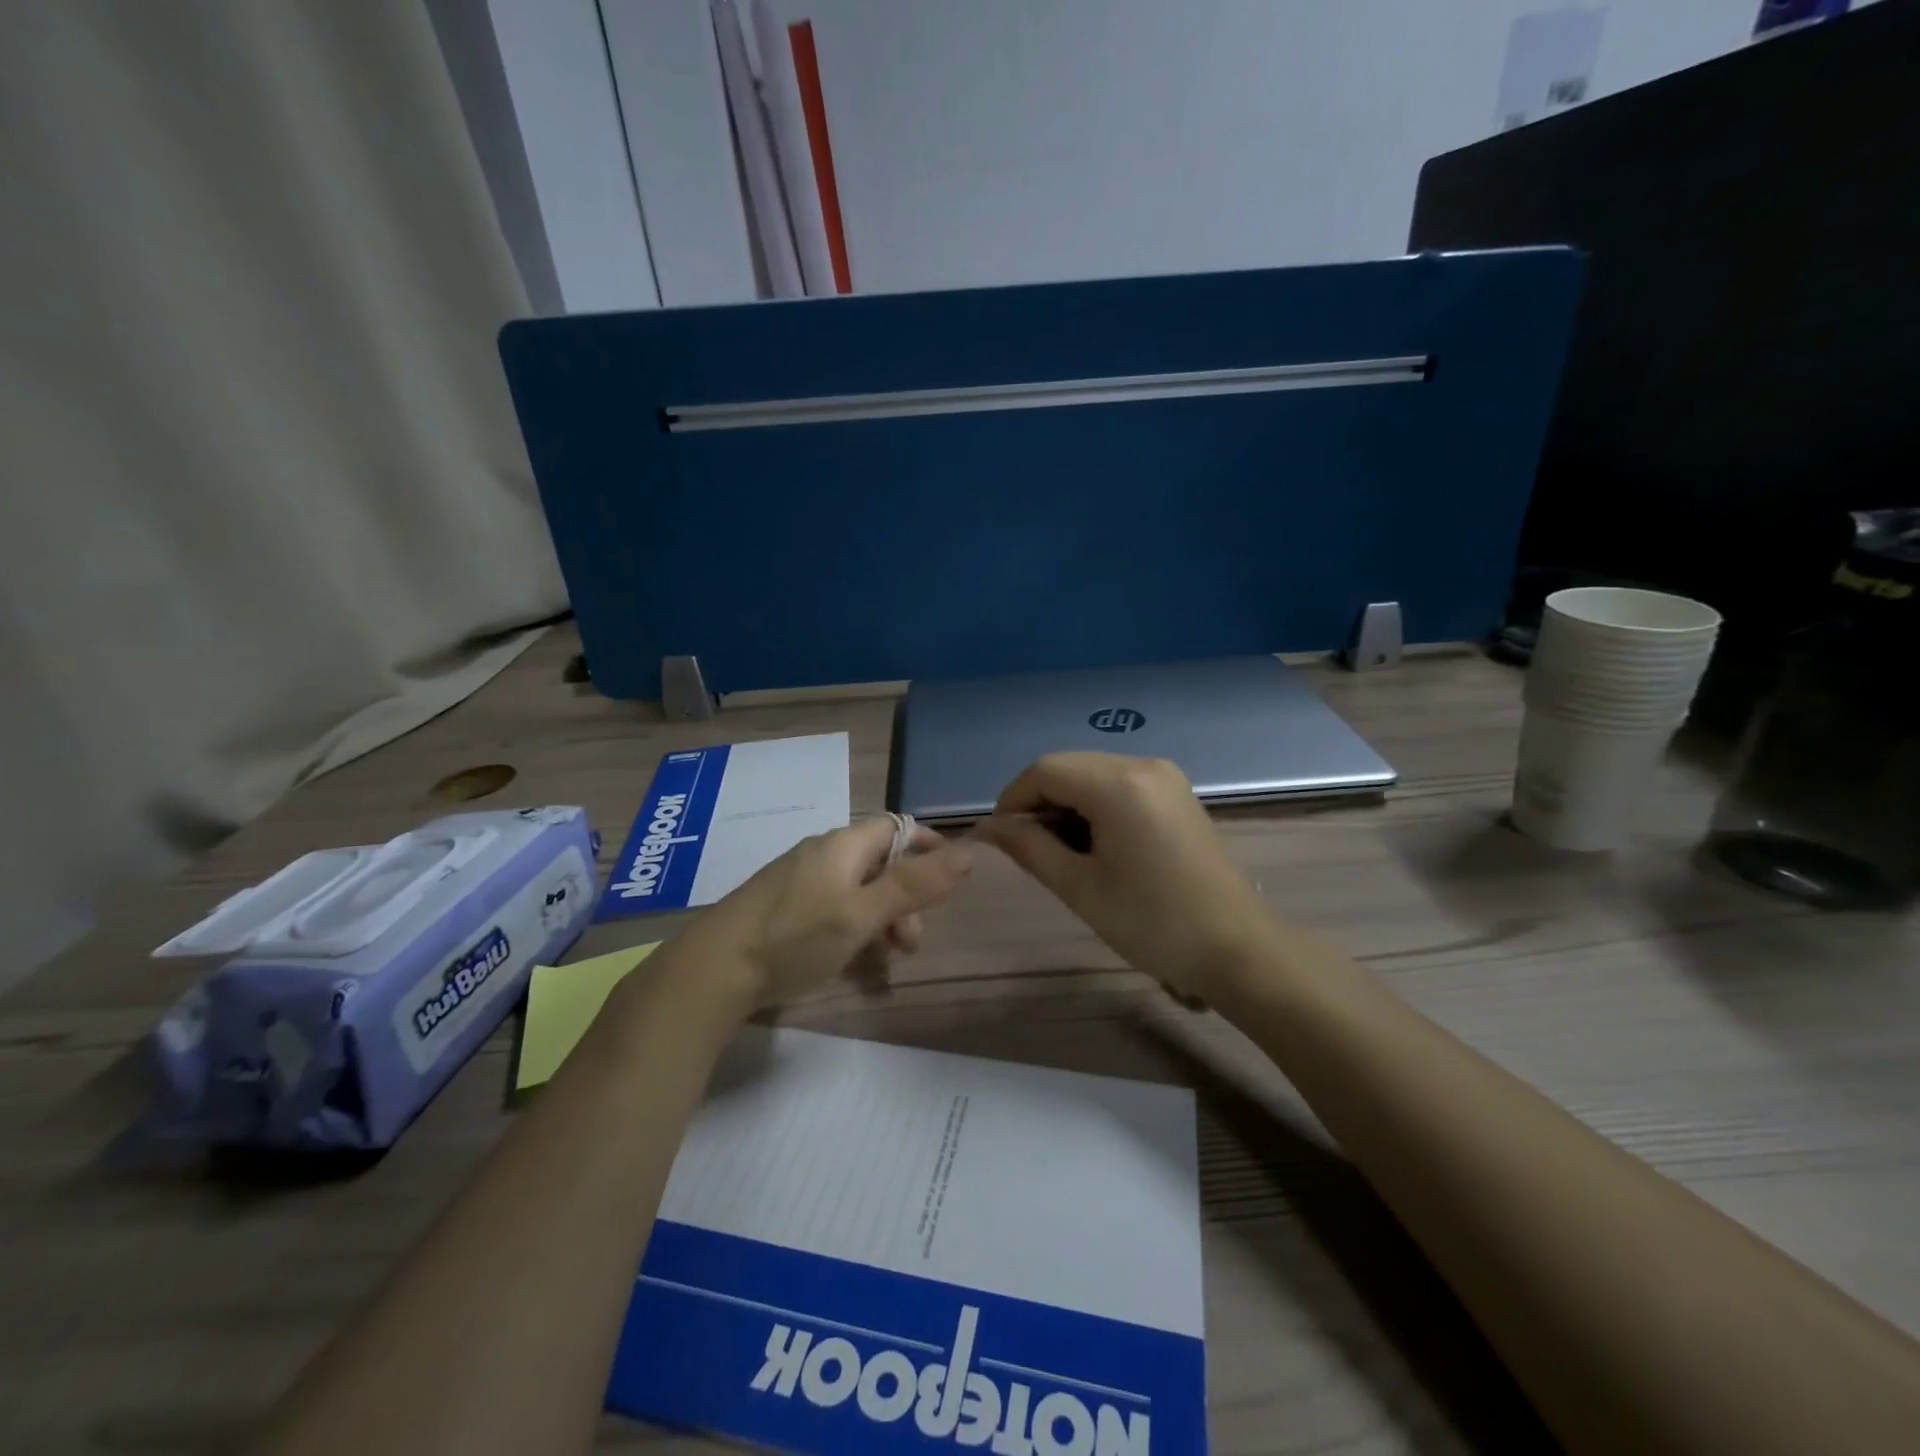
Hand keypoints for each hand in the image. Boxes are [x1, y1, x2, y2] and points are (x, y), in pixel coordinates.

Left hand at [669, 818, 970, 1012]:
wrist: (713, 970)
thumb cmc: (795, 937)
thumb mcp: (862, 913)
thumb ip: (914, 885)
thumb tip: (968, 853)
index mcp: (842, 845)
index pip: (897, 827)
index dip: (928, 846)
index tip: (951, 879)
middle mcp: (821, 853)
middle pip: (879, 862)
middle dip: (906, 896)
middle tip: (910, 943)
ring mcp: (798, 879)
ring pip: (857, 886)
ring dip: (882, 915)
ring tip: (885, 956)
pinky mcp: (782, 905)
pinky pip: (833, 903)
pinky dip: (854, 923)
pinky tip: (850, 956)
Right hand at [975, 753, 1275, 999]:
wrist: (1238, 950)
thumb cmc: (1152, 922)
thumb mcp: (1079, 886)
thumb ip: (1028, 847)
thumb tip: (987, 827)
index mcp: (1119, 783)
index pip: (1044, 770)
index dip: (1012, 799)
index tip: (1000, 840)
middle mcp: (1143, 765)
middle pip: (1069, 767)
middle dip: (1040, 803)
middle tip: (1030, 852)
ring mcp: (1166, 777)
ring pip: (1094, 776)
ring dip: (1067, 807)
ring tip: (1063, 855)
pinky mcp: (1177, 795)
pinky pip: (1121, 787)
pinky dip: (1096, 809)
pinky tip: (1096, 847)